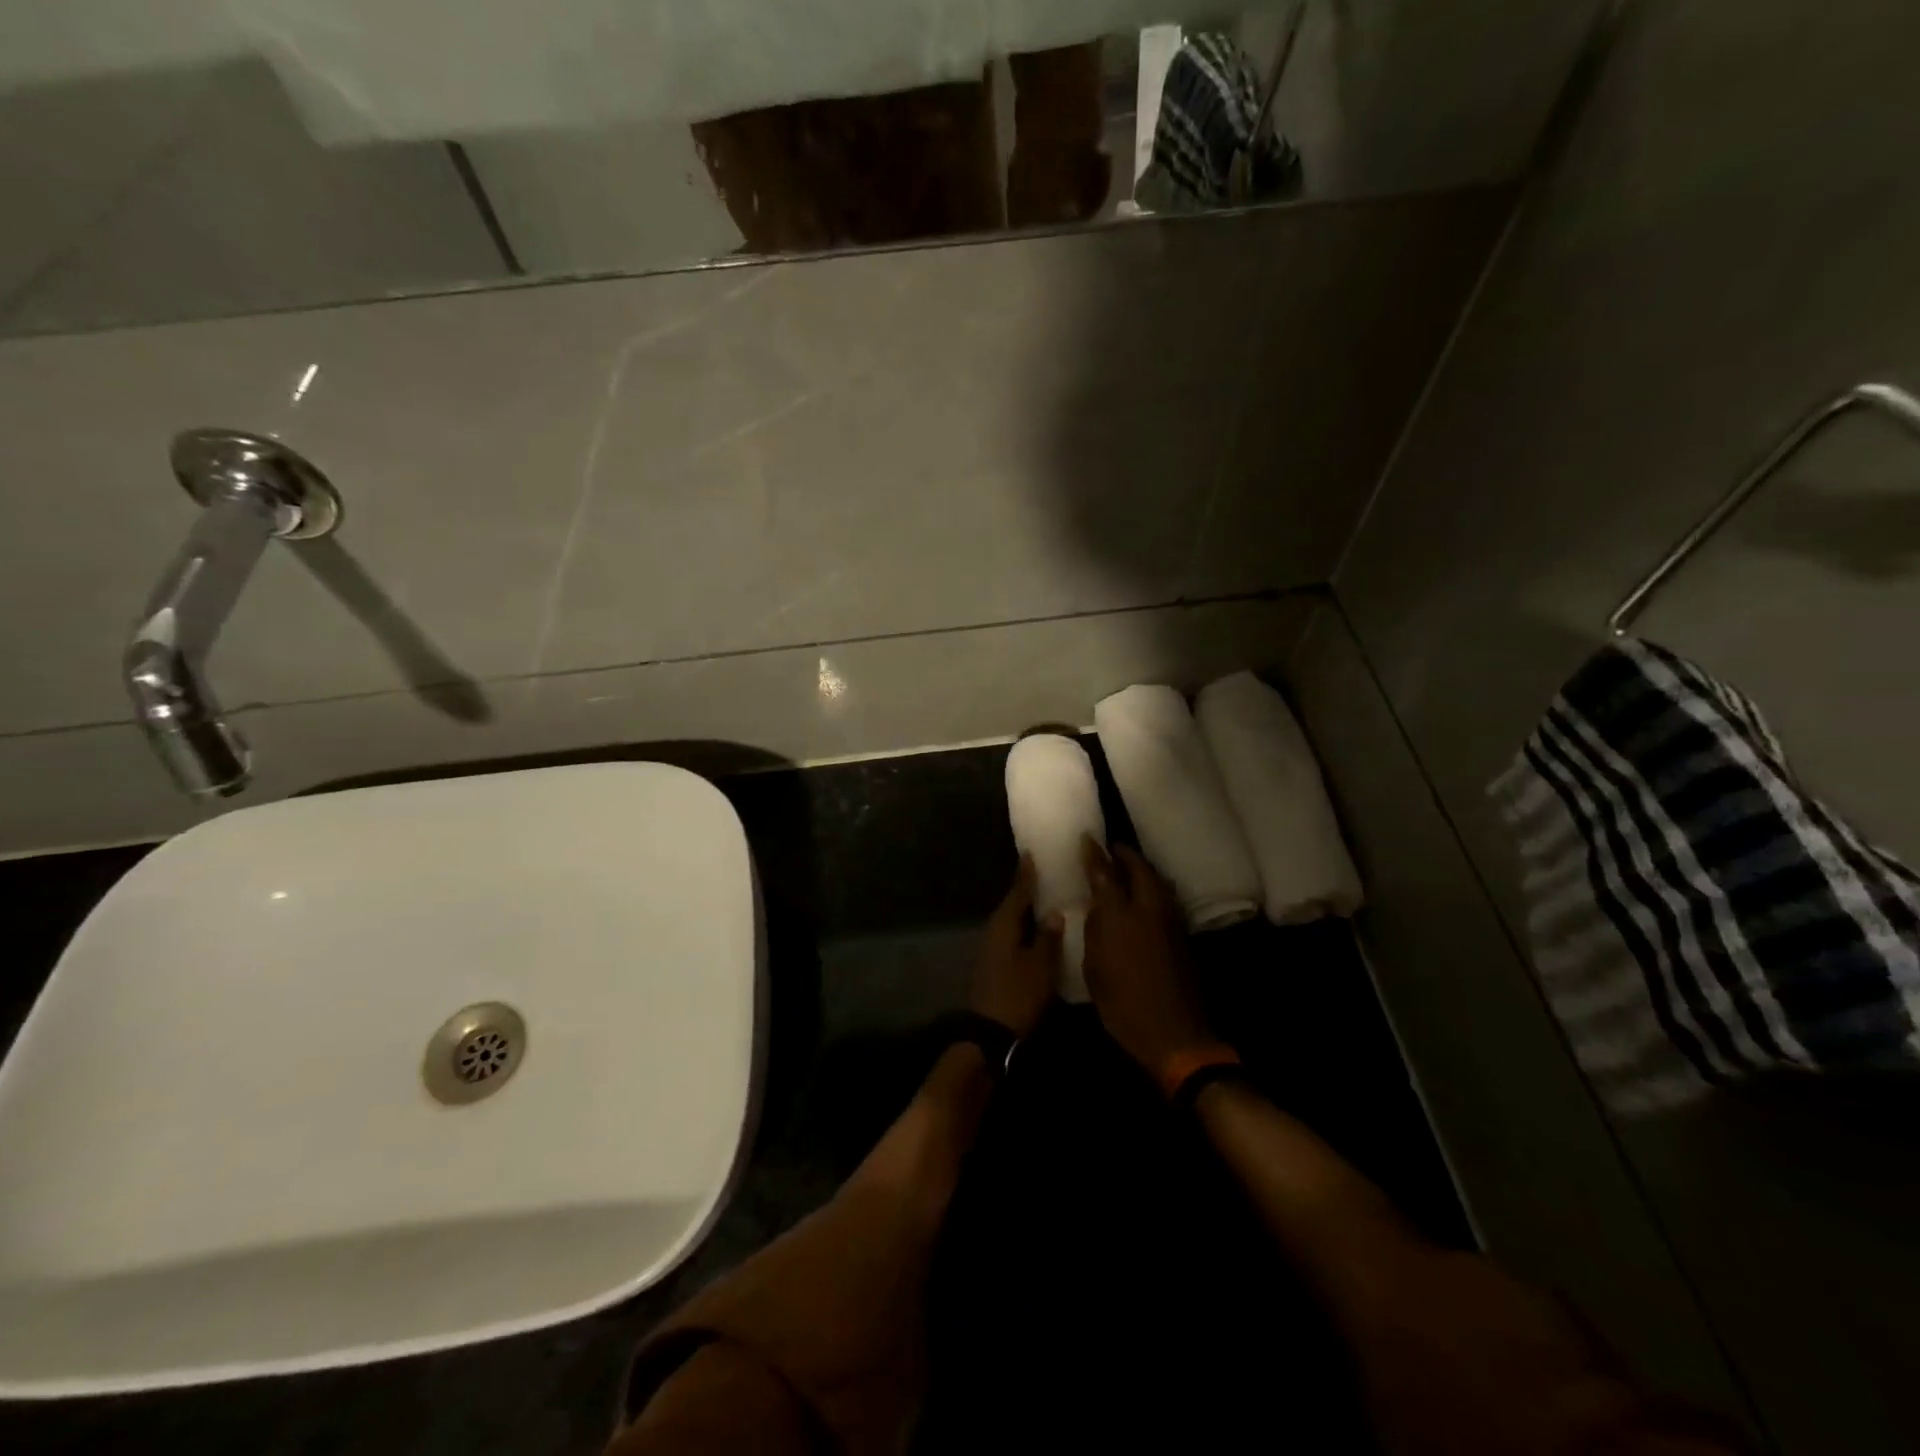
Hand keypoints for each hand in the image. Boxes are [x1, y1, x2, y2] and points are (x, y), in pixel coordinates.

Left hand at [969, 856, 1062, 1038]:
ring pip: (1012, 922)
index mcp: (1004, 925)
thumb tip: (1053, 912)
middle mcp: (994, 932)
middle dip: (1026, 890)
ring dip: (1026, 911)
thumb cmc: (1017, 994)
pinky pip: (1012, 937)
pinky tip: (1037, 931)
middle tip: (1043, 873)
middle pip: (1012, 905)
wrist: (989, 1033)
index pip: (1017, 892)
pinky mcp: (995, 965)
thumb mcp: (1040, 966)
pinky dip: (1024, 929)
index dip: (1026, 874)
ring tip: (1046, 899)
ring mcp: (992, 950)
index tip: (1031, 854)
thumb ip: (1047, 937)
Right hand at [1082, 838, 1221, 1084]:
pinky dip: (1154, 888)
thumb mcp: (1095, 969)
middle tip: (1113, 849)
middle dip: (1126, 855)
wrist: (1174, 1034)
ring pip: (1158, 882)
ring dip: (1143, 870)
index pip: (1105, 875)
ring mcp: (1171, 922)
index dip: (1095, 856)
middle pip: (1140, 870)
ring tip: (1129, 867)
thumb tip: (1097, 906)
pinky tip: (1145, 895)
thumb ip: (1095, 931)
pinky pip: (1166, 899)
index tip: (1087, 839)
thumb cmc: (1123, 1006)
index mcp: (1120, 918)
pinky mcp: (1183, 936)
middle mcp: (1148, 911)